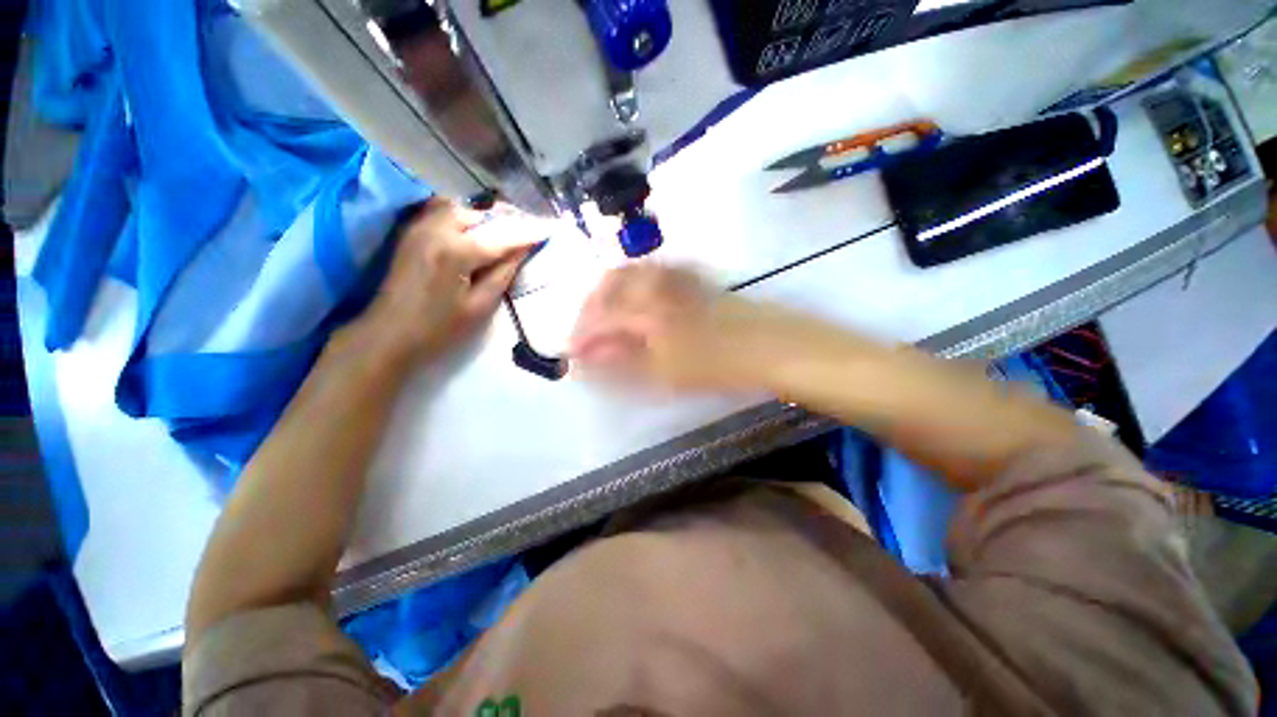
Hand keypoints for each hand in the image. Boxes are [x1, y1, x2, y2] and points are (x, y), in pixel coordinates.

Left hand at [359, 199, 537, 363]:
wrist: (389, 334)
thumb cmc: (440, 328)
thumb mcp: (480, 306)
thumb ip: (503, 272)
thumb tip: (523, 249)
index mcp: (457, 251)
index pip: (502, 235)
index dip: (528, 232)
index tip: (550, 229)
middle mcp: (437, 229)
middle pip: (482, 215)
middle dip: (507, 221)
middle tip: (527, 233)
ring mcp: (420, 226)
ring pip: (462, 209)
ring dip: (486, 218)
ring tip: (504, 233)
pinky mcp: (412, 231)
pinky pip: (443, 212)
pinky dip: (465, 217)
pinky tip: (475, 231)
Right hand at [568, 265, 786, 391]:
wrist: (771, 346)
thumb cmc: (717, 365)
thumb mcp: (664, 374)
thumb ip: (620, 365)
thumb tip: (584, 364)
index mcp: (645, 308)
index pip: (598, 318)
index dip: (581, 337)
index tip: (572, 356)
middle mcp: (655, 285)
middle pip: (607, 286)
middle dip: (589, 310)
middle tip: (587, 336)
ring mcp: (675, 279)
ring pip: (629, 275)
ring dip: (609, 296)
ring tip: (606, 321)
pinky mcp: (691, 280)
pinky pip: (652, 273)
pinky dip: (634, 285)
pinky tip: (637, 303)